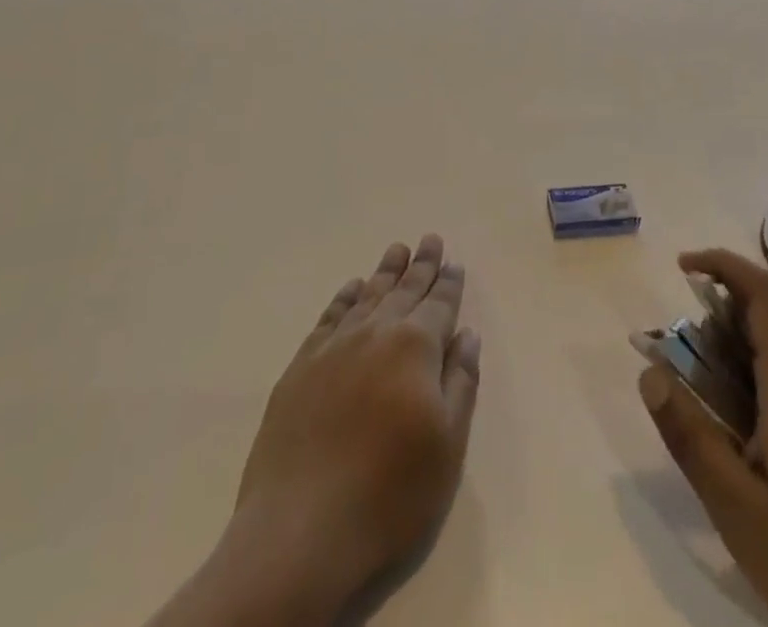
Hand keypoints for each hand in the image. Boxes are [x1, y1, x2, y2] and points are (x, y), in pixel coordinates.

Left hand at [148, 235, 481, 626]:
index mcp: (416, 347)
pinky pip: (329, 318)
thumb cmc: (389, 492)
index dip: (448, 283)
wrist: (300, 529)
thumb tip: (467, 334)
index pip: (438, 304)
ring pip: (367, 296)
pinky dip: (344, 298)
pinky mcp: (301, 367)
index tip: (453, 262)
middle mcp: (376, 333)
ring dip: (385, 272)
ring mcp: (334, 347)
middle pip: (404, 290)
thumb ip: (460, 382)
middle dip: (420, 265)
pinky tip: (351, 289)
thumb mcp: (447, 445)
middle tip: (429, 239)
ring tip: (397, 250)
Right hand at [639, 249, 767, 626]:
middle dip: (716, 318)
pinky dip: (756, 376)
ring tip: (706, 403)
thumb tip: (650, 373)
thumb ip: (692, 436)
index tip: (682, 267)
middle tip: (679, 364)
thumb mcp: (739, 510)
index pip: (765, 293)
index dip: (724, 264)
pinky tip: (744, 433)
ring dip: (735, 351)